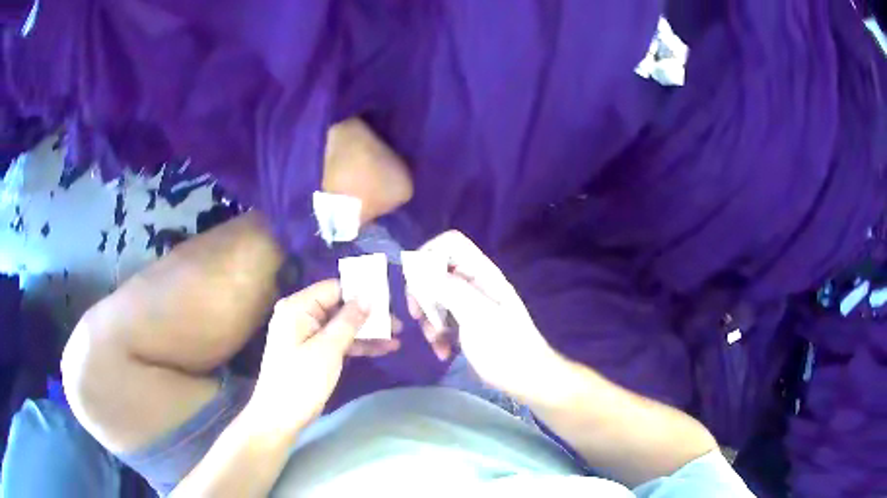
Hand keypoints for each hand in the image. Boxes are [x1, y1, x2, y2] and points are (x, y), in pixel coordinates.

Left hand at [246, 279, 397, 437]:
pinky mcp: (312, 351)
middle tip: (398, 324)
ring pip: (341, 325)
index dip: (361, 292)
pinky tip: (382, 349)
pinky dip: (357, 345)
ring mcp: (306, 334)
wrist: (280, 417)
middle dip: (368, 316)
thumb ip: (349, 320)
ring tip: (396, 340)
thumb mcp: (328, 350)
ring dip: (367, 332)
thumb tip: (368, 296)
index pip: (334, 288)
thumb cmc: (301, 381)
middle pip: (340, 307)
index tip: (389, 301)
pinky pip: (337, 340)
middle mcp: (301, 315)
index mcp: (298, 307)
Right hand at [408, 231, 563, 403]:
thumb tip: (420, 268)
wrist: (526, 379)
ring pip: (436, 298)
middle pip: (437, 271)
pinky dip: (438, 334)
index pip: (451, 243)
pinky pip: (443, 319)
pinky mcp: (467, 324)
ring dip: (430, 319)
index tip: (415, 282)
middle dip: (423, 294)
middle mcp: (476, 283)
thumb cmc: (505, 348)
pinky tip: (443, 352)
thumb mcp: (476, 317)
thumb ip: (448, 289)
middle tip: (418, 315)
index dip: (428, 254)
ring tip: (436, 341)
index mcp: (483, 274)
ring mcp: (471, 304)